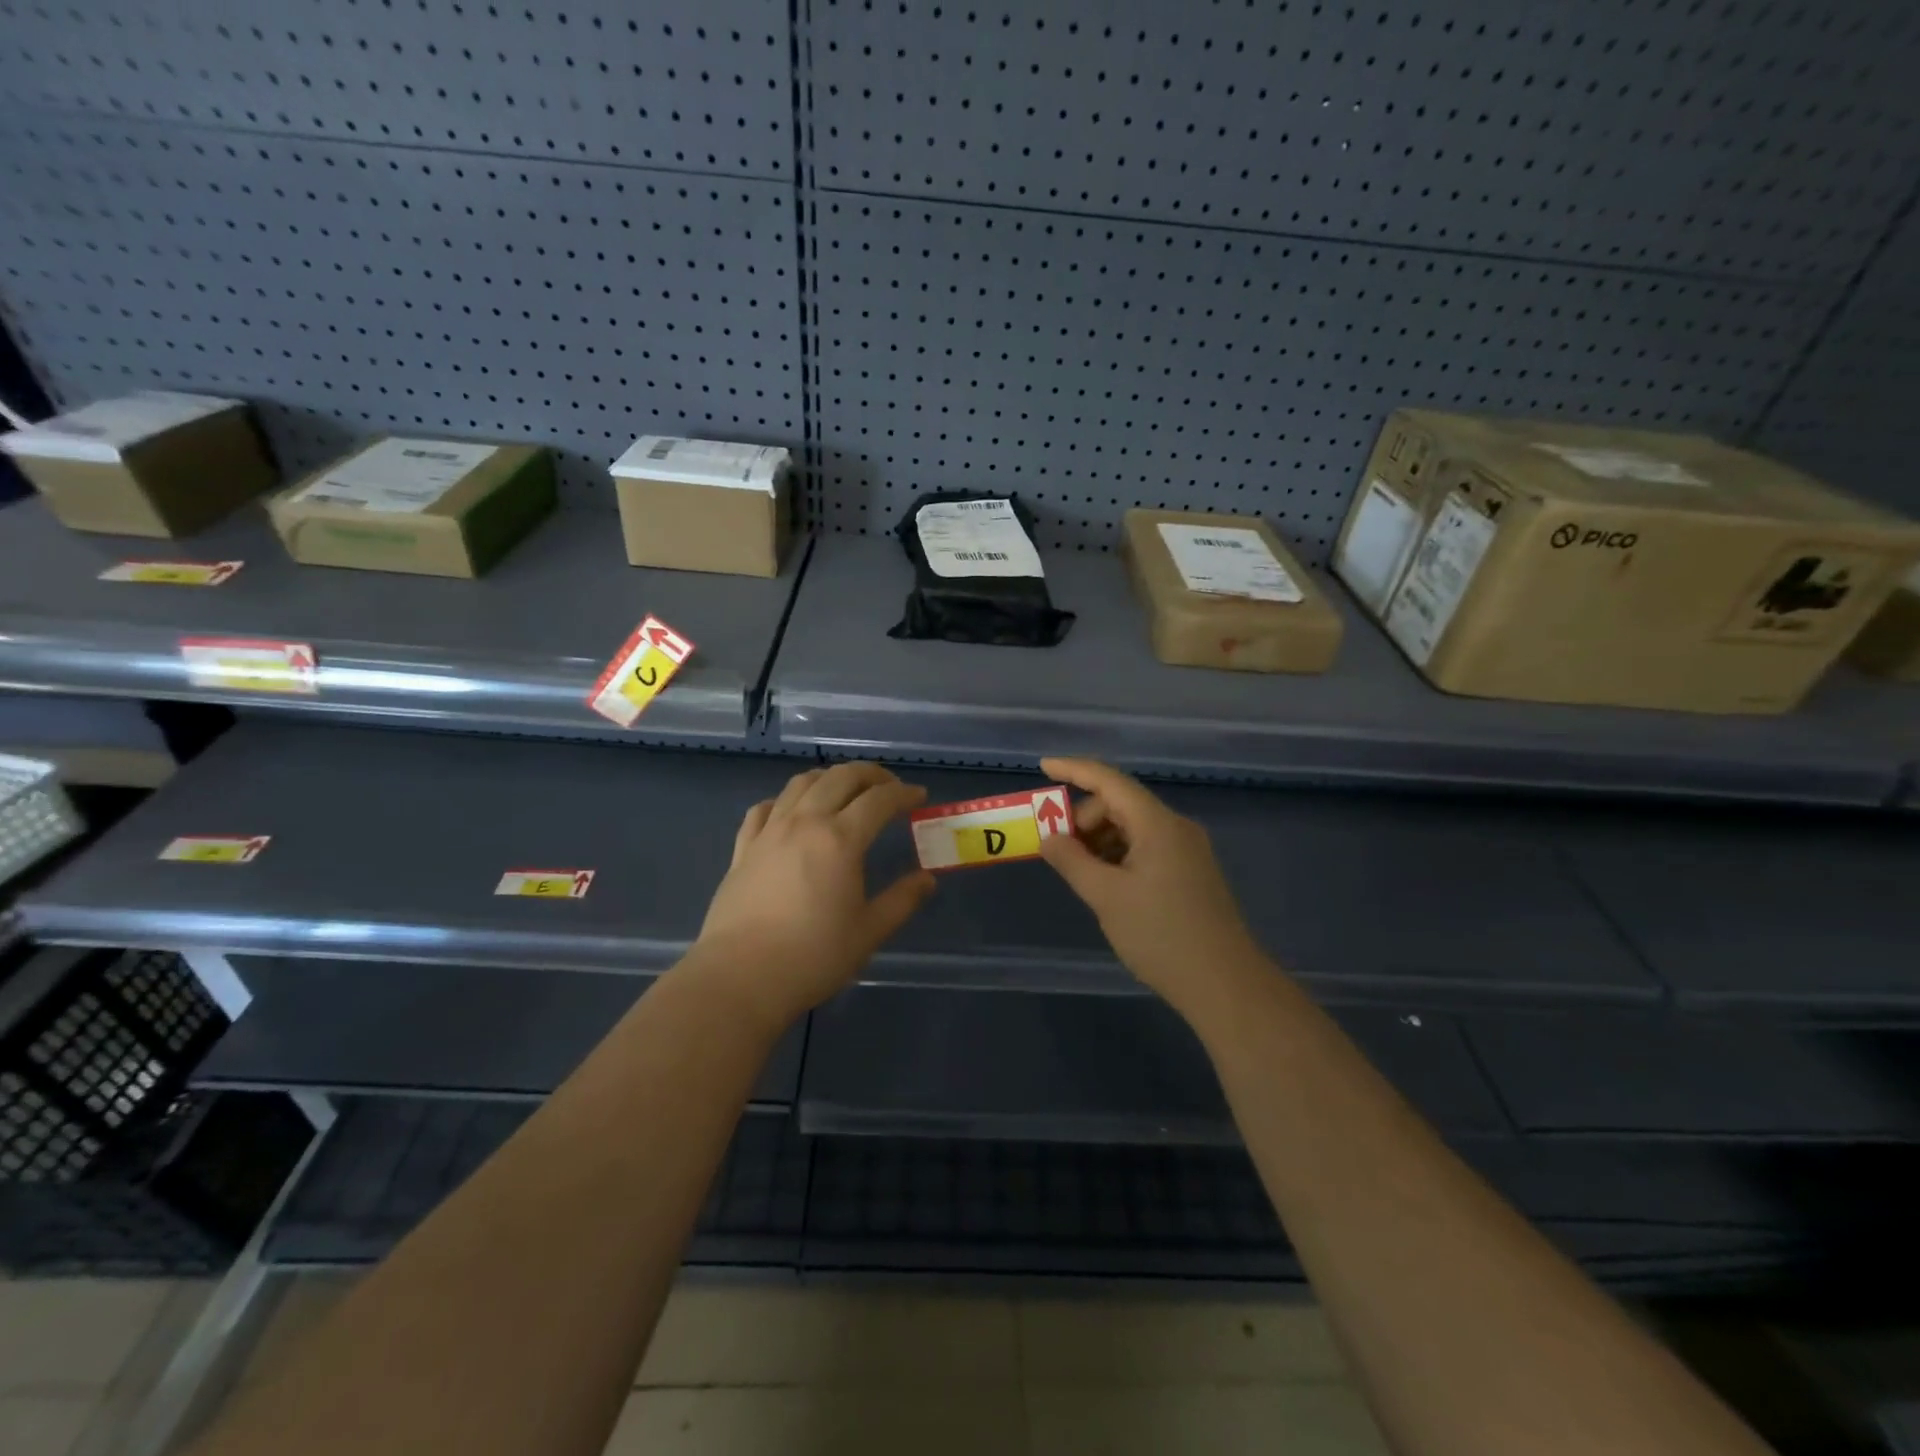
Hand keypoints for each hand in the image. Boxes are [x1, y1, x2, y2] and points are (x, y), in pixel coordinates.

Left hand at [694, 762, 936, 1027]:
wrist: (740, 977)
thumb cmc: (812, 956)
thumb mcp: (869, 932)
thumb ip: (902, 900)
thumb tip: (927, 879)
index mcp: (840, 839)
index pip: (879, 800)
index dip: (903, 793)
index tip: (919, 797)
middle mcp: (804, 822)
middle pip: (840, 777)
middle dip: (870, 774)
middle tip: (888, 787)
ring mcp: (769, 832)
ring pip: (800, 783)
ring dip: (829, 778)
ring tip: (844, 790)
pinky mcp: (743, 848)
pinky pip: (764, 808)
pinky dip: (785, 800)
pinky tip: (791, 813)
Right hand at [1038, 757, 1264, 1018]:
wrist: (1224, 985)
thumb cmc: (1161, 935)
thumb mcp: (1105, 896)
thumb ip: (1072, 860)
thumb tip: (1049, 837)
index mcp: (1158, 824)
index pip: (1109, 780)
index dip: (1074, 769)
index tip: (1042, 767)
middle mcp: (1175, 828)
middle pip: (1120, 805)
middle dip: (1084, 820)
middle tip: (1059, 852)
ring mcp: (1186, 851)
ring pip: (1132, 828)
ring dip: (1100, 841)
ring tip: (1080, 873)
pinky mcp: (1190, 873)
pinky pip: (1145, 848)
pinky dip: (1118, 856)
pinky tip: (1106, 885)